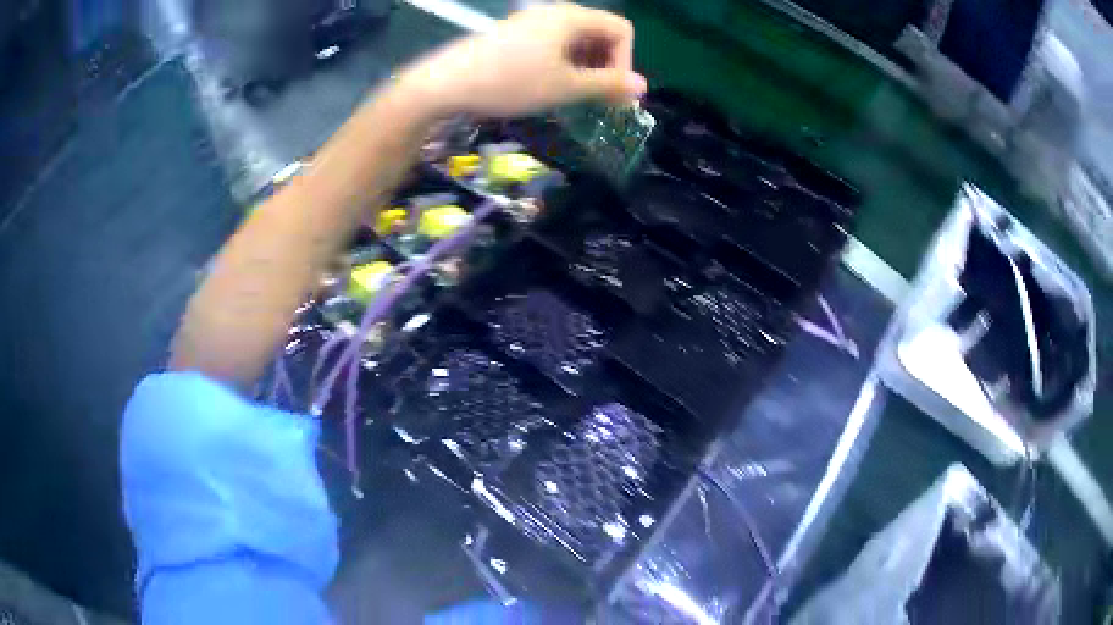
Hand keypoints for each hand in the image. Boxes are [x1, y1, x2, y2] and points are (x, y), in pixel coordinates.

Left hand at [398, 3, 646, 117]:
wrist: (446, 83)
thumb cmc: (511, 82)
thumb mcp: (566, 87)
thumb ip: (608, 85)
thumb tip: (643, 86)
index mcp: (572, 16)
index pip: (621, 30)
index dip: (625, 61)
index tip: (612, 92)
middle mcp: (554, 11)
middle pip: (600, 32)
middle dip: (607, 65)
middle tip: (598, 99)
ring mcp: (532, 20)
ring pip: (576, 39)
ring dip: (586, 67)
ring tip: (574, 95)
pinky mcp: (515, 33)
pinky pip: (554, 43)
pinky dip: (563, 63)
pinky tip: (550, 85)